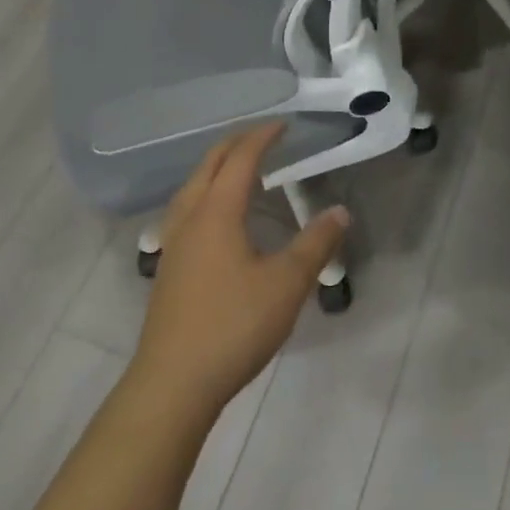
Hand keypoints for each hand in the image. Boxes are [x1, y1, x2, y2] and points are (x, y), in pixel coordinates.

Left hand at [127, 124, 349, 421]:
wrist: (172, 384)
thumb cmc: (233, 326)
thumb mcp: (286, 284)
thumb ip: (316, 244)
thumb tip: (340, 212)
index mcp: (217, 212)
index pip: (241, 159)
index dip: (263, 137)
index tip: (284, 125)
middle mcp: (190, 218)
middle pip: (210, 164)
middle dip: (237, 143)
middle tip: (265, 137)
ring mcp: (174, 243)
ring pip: (193, 186)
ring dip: (217, 168)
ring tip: (242, 169)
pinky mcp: (169, 267)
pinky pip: (187, 209)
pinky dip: (207, 193)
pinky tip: (218, 218)